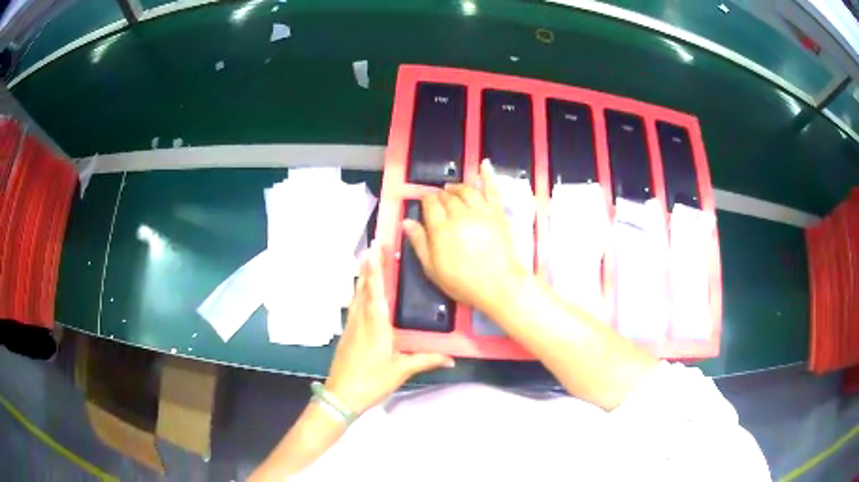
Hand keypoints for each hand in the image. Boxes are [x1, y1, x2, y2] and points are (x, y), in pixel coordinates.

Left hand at [325, 243, 454, 414]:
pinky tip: (360, 292)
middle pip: (364, 287)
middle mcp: (361, 319)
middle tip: (373, 246)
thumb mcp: (402, 370)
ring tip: (366, 260)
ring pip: (356, 295)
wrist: (341, 395)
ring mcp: (351, 325)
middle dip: (369, 265)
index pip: (377, 290)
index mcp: (376, 324)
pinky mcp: (347, 333)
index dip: (376, 268)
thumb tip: (452, 359)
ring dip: (362, 276)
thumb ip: (426, 360)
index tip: (376, 248)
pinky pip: (353, 305)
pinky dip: (358, 292)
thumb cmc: (372, 380)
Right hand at [403, 160, 528, 314]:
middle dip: (440, 195)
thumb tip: (407, 221)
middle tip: (438, 200)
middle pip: (447, 196)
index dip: (426, 201)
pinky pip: (492, 190)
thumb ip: (419, 243)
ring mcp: (480, 211)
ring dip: (457, 187)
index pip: (429, 204)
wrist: (499, 285)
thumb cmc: (462, 282)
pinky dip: (488, 176)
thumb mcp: (432, 269)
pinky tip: (484, 164)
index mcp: (440, 227)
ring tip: (452, 189)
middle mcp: (459, 213)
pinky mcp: (497, 214)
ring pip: (466, 190)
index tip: (425, 204)